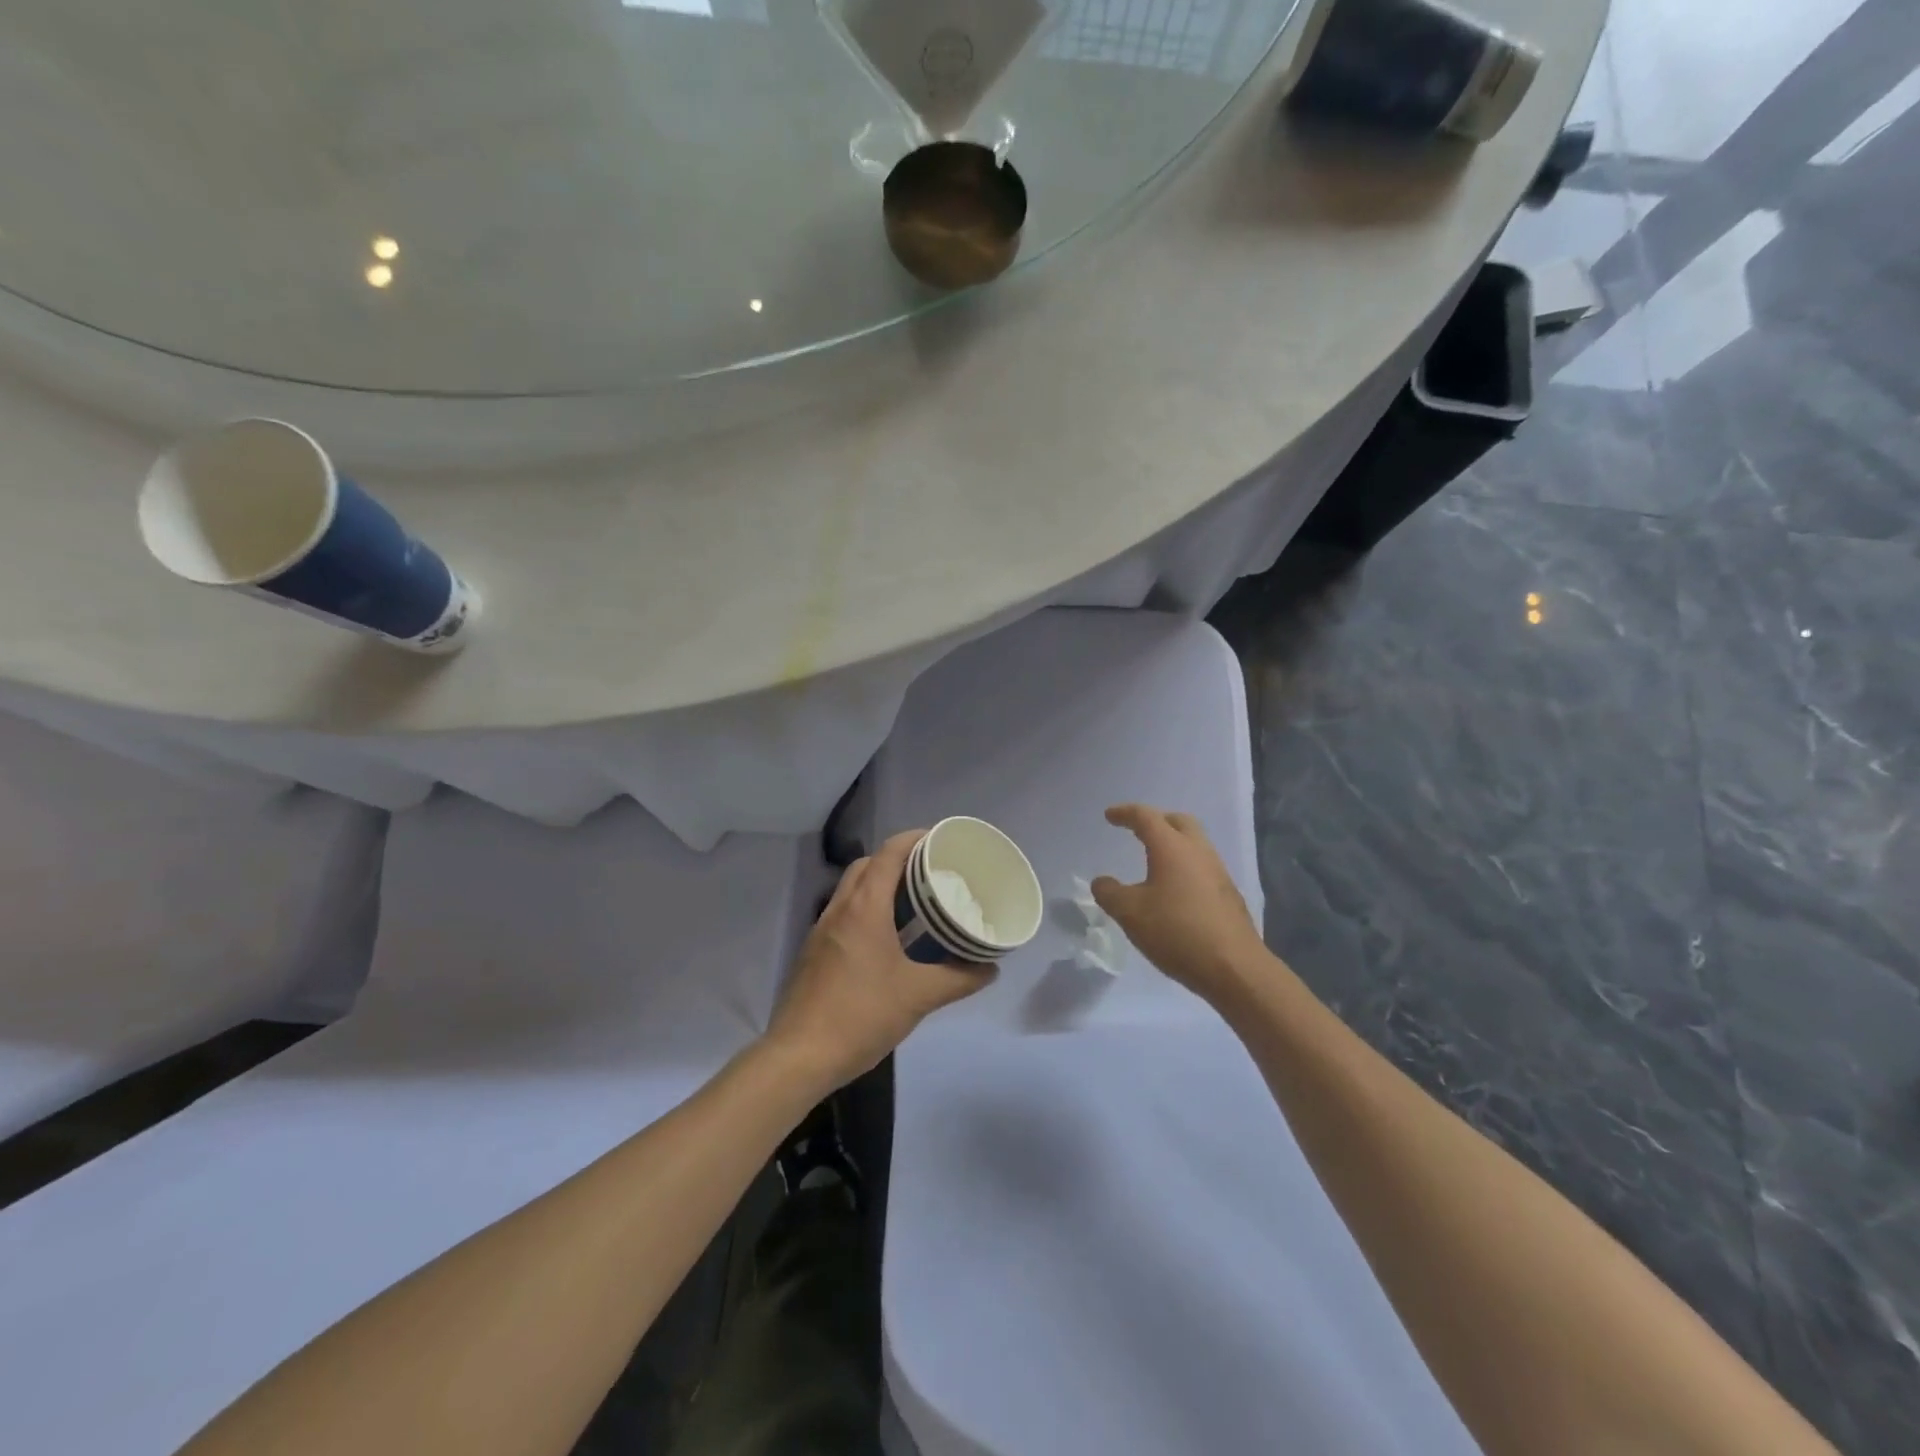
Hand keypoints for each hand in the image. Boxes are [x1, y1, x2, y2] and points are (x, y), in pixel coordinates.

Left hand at [764, 830, 993, 1091]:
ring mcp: (821, 930)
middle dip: (897, 859)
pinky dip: (865, 909)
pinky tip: (886, 938)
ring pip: (851, 889)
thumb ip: (958, 979)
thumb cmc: (861, 1015)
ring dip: (879, 884)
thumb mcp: (918, 997)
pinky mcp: (813, 952)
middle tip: (930, 872)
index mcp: (864, 908)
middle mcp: (839, 909)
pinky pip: (843, 913)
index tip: (941, 840)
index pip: (888, 853)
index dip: (914, 838)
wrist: (799, 1056)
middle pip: (867, 865)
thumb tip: (990, 968)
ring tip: (912, 902)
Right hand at [1092, 804, 1269, 1005]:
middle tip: (1137, 831)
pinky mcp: (1228, 894)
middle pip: (1178, 822)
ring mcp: (1218, 872)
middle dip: (1156, 821)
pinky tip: (1174, 890)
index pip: (1146, 817)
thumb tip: (1101, 882)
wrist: (1234, 967)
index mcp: (1172, 847)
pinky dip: (1184, 866)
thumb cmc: (1176, 931)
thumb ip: (1110, 893)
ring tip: (1154, 860)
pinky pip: (1202, 867)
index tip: (1109, 816)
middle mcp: (1198, 852)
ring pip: (1194, 844)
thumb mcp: (1130, 913)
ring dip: (1173, 844)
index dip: (1125, 813)